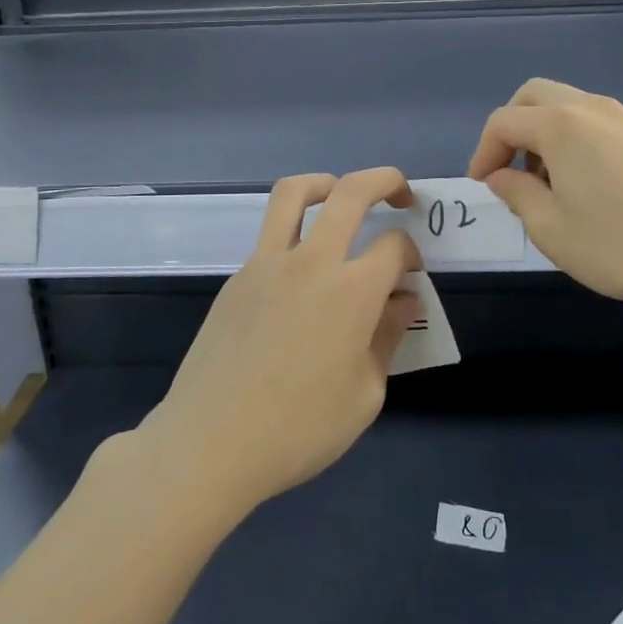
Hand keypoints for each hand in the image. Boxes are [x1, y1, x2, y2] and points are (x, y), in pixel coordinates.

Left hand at [139, 168, 420, 515]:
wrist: (211, 443)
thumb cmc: (299, 429)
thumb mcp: (364, 395)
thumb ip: (387, 337)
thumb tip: (402, 300)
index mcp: (351, 291)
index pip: (394, 245)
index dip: (411, 255)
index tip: (410, 279)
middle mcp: (310, 262)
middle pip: (351, 191)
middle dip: (386, 181)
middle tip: (401, 194)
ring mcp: (266, 263)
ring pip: (294, 193)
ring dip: (326, 182)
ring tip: (341, 195)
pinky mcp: (238, 277)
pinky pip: (271, 235)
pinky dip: (295, 232)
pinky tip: (302, 275)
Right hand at [467, 78, 622, 313]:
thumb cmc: (616, 245)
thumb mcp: (549, 227)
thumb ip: (515, 192)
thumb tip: (500, 176)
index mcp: (561, 125)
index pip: (503, 121)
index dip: (483, 152)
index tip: (482, 186)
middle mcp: (590, 108)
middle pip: (533, 96)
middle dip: (510, 128)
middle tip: (506, 171)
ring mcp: (621, 118)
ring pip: (563, 104)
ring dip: (540, 132)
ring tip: (542, 182)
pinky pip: (589, 120)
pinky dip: (568, 137)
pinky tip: (576, 181)